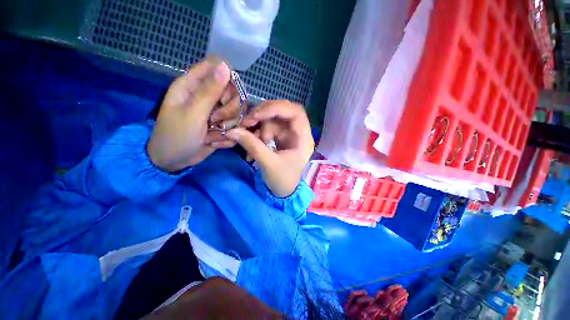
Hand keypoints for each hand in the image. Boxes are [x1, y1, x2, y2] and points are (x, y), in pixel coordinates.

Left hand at [147, 57, 237, 171]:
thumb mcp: (193, 113)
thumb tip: (226, 66)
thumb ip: (210, 91)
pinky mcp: (222, 125)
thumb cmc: (177, 135)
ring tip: (213, 134)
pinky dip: (228, 135)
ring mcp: (216, 111)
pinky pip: (236, 125)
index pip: (217, 67)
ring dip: (230, 125)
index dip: (228, 80)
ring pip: (237, 110)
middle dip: (230, 109)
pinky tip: (214, 141)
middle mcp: (207, 95)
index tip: (225, 98)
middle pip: (233, 91)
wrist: (175, 161)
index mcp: (193, 85)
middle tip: (217, 120)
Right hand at [226, 101, 313, 196]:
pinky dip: (257, 132)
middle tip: (247, 123)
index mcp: (303, 139)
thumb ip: (252, 145)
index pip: (296, 112)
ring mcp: (288, 133)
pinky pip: (267, 126)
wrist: (282, 191)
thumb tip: (233, 130)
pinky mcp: (279, 137)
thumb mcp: (268, 164)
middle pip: (282, 112)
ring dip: (258, 126)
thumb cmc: (282, 180)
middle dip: (263, 115)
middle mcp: (297, 132)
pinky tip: (252, 142)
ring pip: (271, 119)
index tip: (257, 115)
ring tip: (249, 139)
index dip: (276, 108)